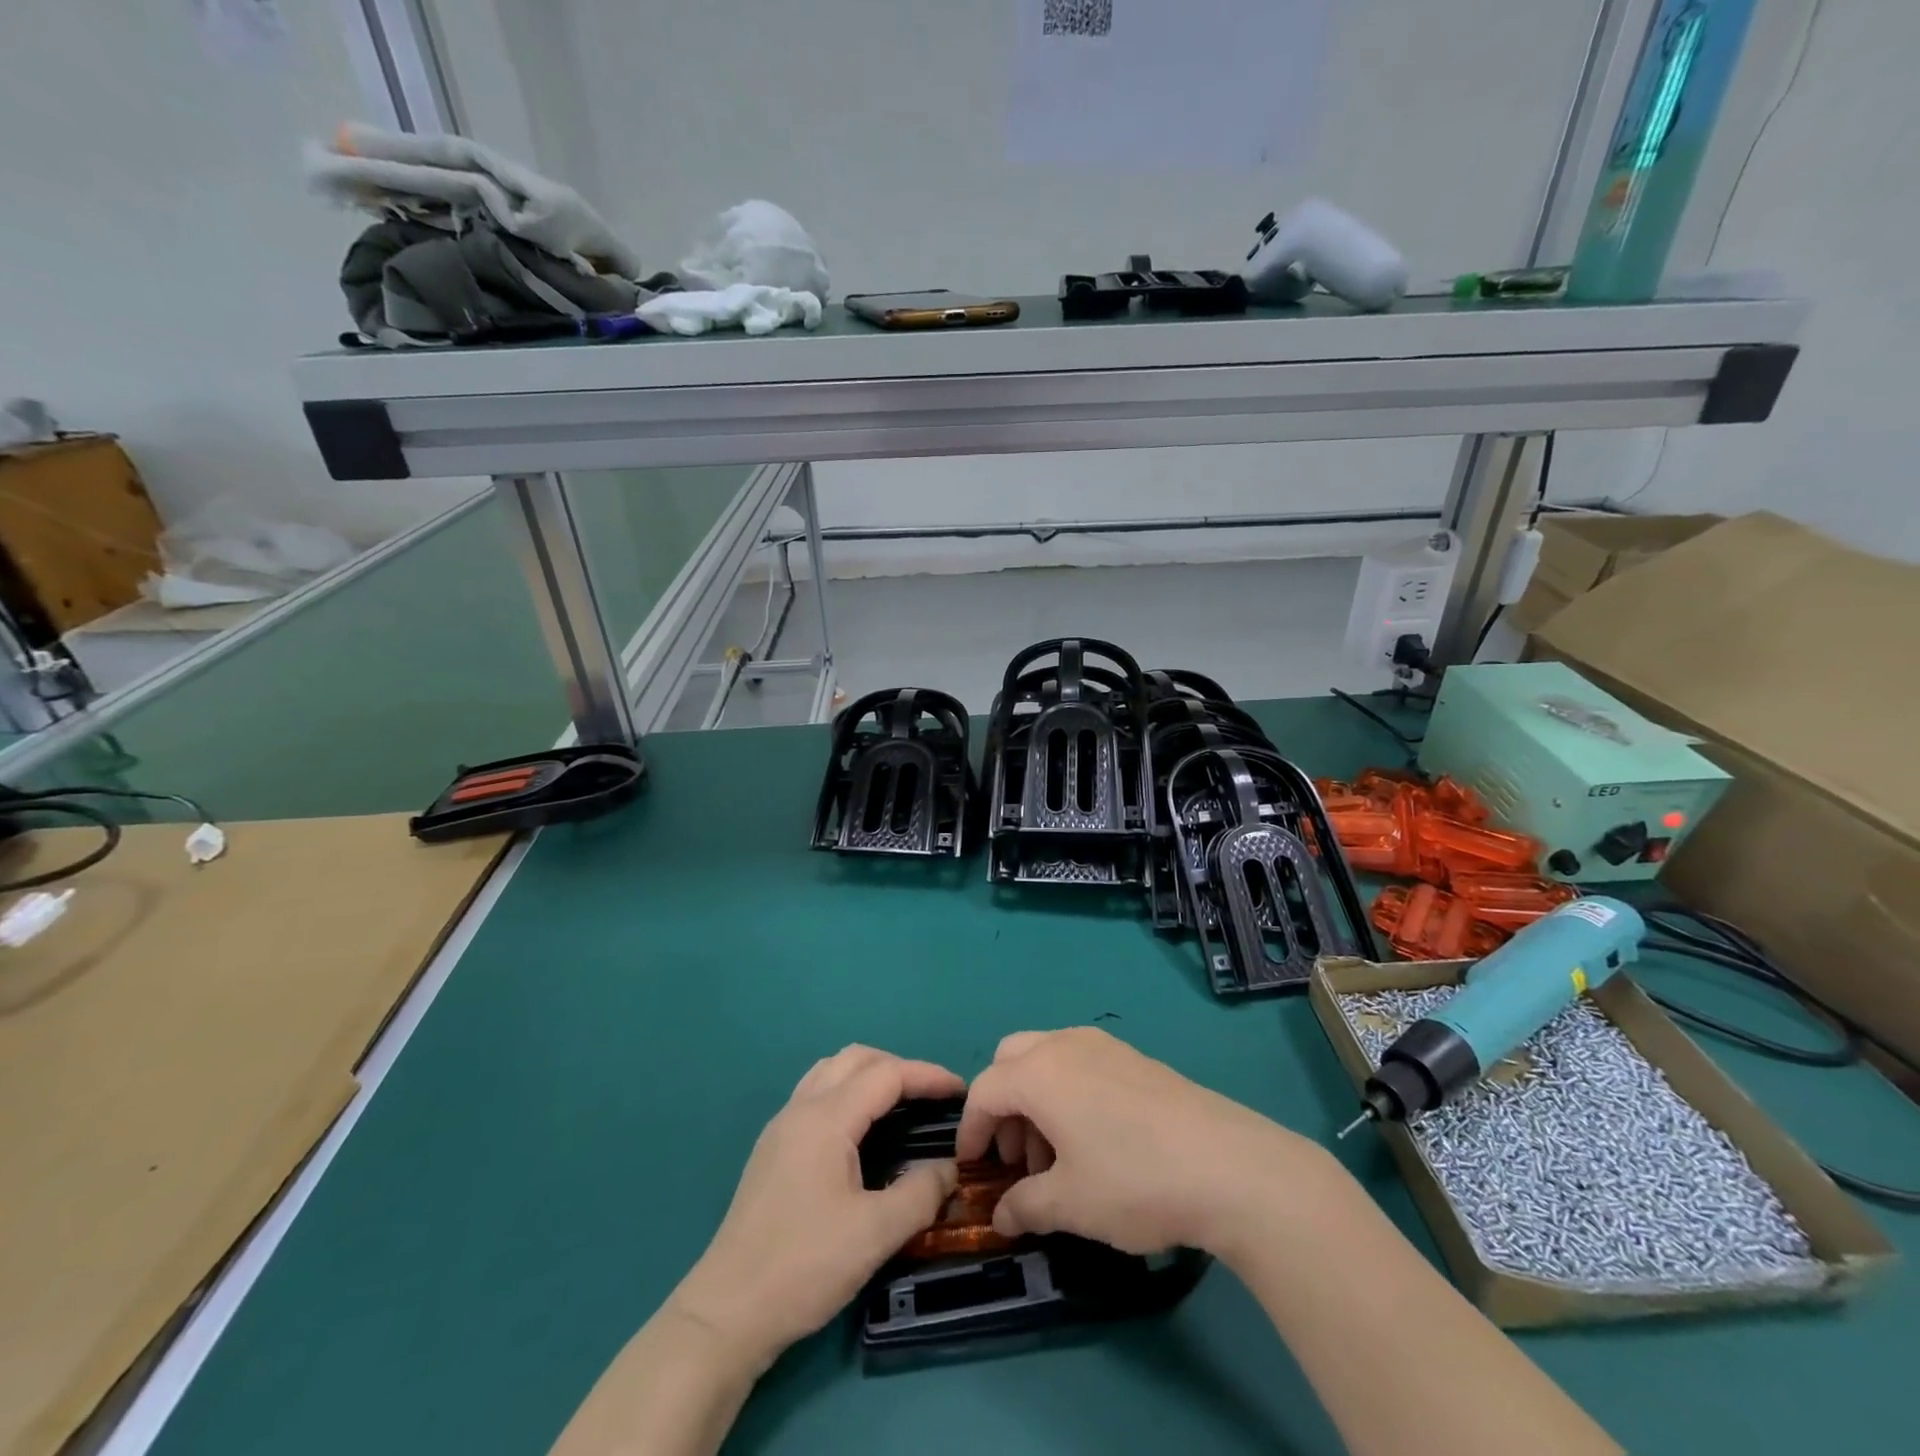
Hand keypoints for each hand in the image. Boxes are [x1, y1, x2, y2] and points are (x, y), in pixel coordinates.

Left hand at [668, 1045, 962, 1372]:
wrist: (726, 1313)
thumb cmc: (803, 1266)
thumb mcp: (874, 1234)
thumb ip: (920, 1194)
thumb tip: (950, 1170)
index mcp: (827, 1118)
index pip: (886, 1075)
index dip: (928, 1076)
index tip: (961, 1091)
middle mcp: (801, 1108)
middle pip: (856, 1059)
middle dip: (899, 1068)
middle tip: (931, 1097)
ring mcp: (781, 1127)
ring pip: (831, 1071)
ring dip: (869, 1075)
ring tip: (900, 1105)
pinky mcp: (772, 1149)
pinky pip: (816, 1094)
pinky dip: (847, 1092)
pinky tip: (860, 1131)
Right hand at [956, 1027, 1322, 1257]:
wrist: (1227, 1165)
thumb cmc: (1133, 1181)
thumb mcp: (1070, 1204)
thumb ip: (1025, 1206)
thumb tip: (1002, 1215)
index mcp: (1040, 1072)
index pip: (985, 1090)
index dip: (971, 1128)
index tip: (973, 1167)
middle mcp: (1065, 1045)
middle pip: (1012, 1059)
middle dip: (1003, 1105)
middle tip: (1017, 1157)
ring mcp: (1104, 1046)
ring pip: (1047, 1058)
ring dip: (1036, 1100)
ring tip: (1057, 1158)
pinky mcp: (1135, 1058)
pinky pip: (1081, 1063)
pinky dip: (1068, 1092)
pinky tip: (1094, 1141)